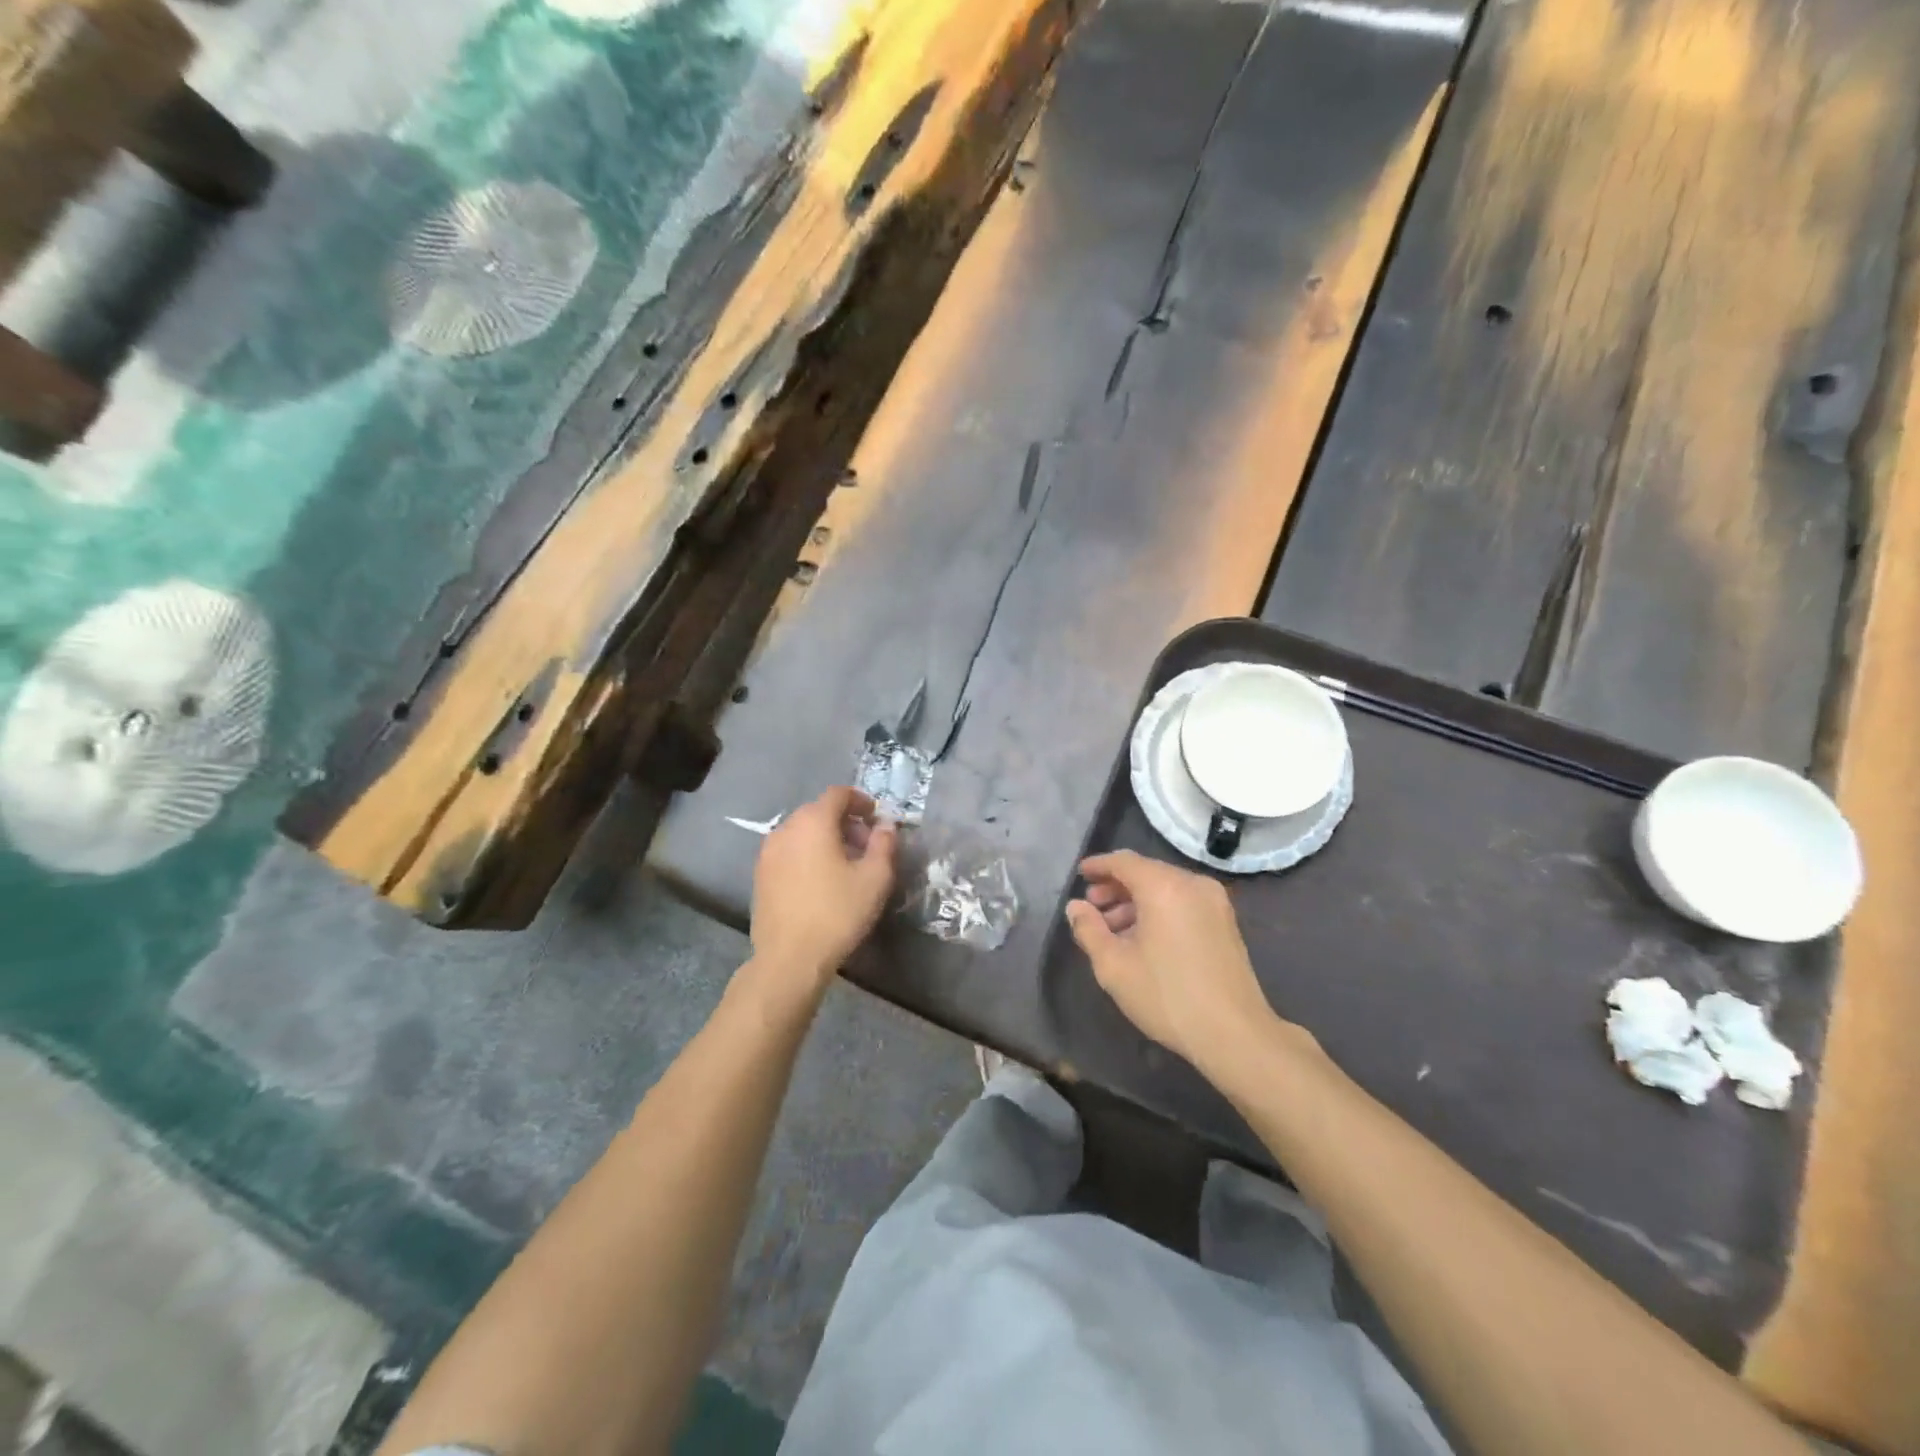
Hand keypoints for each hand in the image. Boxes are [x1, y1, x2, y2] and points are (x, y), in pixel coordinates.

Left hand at [751, 787, 897, 989]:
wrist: (789, 959)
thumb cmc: (837, 913)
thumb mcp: (875, 878)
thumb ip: (884, 844)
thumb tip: (886, 825)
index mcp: (813, 822)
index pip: (838, 794)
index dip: (860, 800)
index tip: (876, 817)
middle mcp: (786, 829)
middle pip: (818, 811)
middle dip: (844, 821)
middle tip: (865, 845)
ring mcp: (768, 853)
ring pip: (801, 832)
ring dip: (825, 838)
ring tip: (845, 865)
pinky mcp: (760, 876)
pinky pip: (789, 852)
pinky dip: (807, 854)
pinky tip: (820, 881)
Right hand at [1066, 850, 1305, 1077]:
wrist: (1235, 1033)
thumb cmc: (1167, 996)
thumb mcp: (1114, 966)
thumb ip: (1089, 929)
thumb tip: (1076, 907)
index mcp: (1164, 887)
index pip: (1124, 861)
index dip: (1098, 866)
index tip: (1079, 875)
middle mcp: (1192, 884)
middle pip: (1146, 872)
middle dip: (1116, 887)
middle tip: (1092, 908)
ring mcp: (1214, 902)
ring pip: (1165, 888)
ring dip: (1136, 901)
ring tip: (1113, 929)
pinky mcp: (1225, 921)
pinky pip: (1183, 902)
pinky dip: (1159, 910)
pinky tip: (1143, 938)